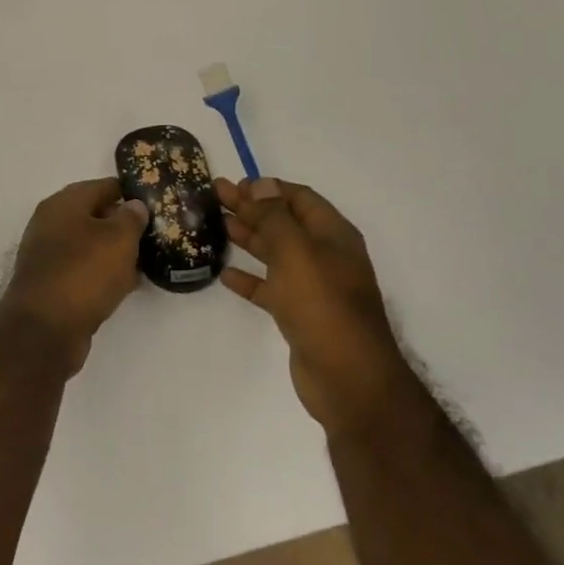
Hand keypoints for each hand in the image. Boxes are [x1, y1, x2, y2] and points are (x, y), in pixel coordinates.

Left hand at [2, 177, 149, 373]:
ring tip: (148, 261)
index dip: (130, 193)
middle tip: (156, 234)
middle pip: (94, 215)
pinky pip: (84, 270)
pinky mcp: (51, 283)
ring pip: (90, 245)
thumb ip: (131, 218)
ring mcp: (49, 255)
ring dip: (115, 252)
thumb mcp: (118, 239)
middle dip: (124, 224)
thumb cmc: (84, 273)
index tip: (156, 203)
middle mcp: (51, 224)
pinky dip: (104, 274)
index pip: (103, 186)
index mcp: (63, 203)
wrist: (44, 329)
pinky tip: (127, 285)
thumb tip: (134, 205)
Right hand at [216, 176, 409, 433]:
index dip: (268, 189)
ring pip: (275, 254)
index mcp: (332, 236)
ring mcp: (312, 287)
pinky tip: (225, 274)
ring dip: (248, 238)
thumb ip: (275, 217)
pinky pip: (270, 288)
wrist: (348, 379)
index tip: (235, 185)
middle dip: (251, 208)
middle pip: (284, 222)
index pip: (299, 199)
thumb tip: (261, 185)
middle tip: (215, 196)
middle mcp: (324, 256)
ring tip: (216, 225)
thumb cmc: (323, 306)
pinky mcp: (299, 315)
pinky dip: (249, 279)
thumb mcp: (296, 252)